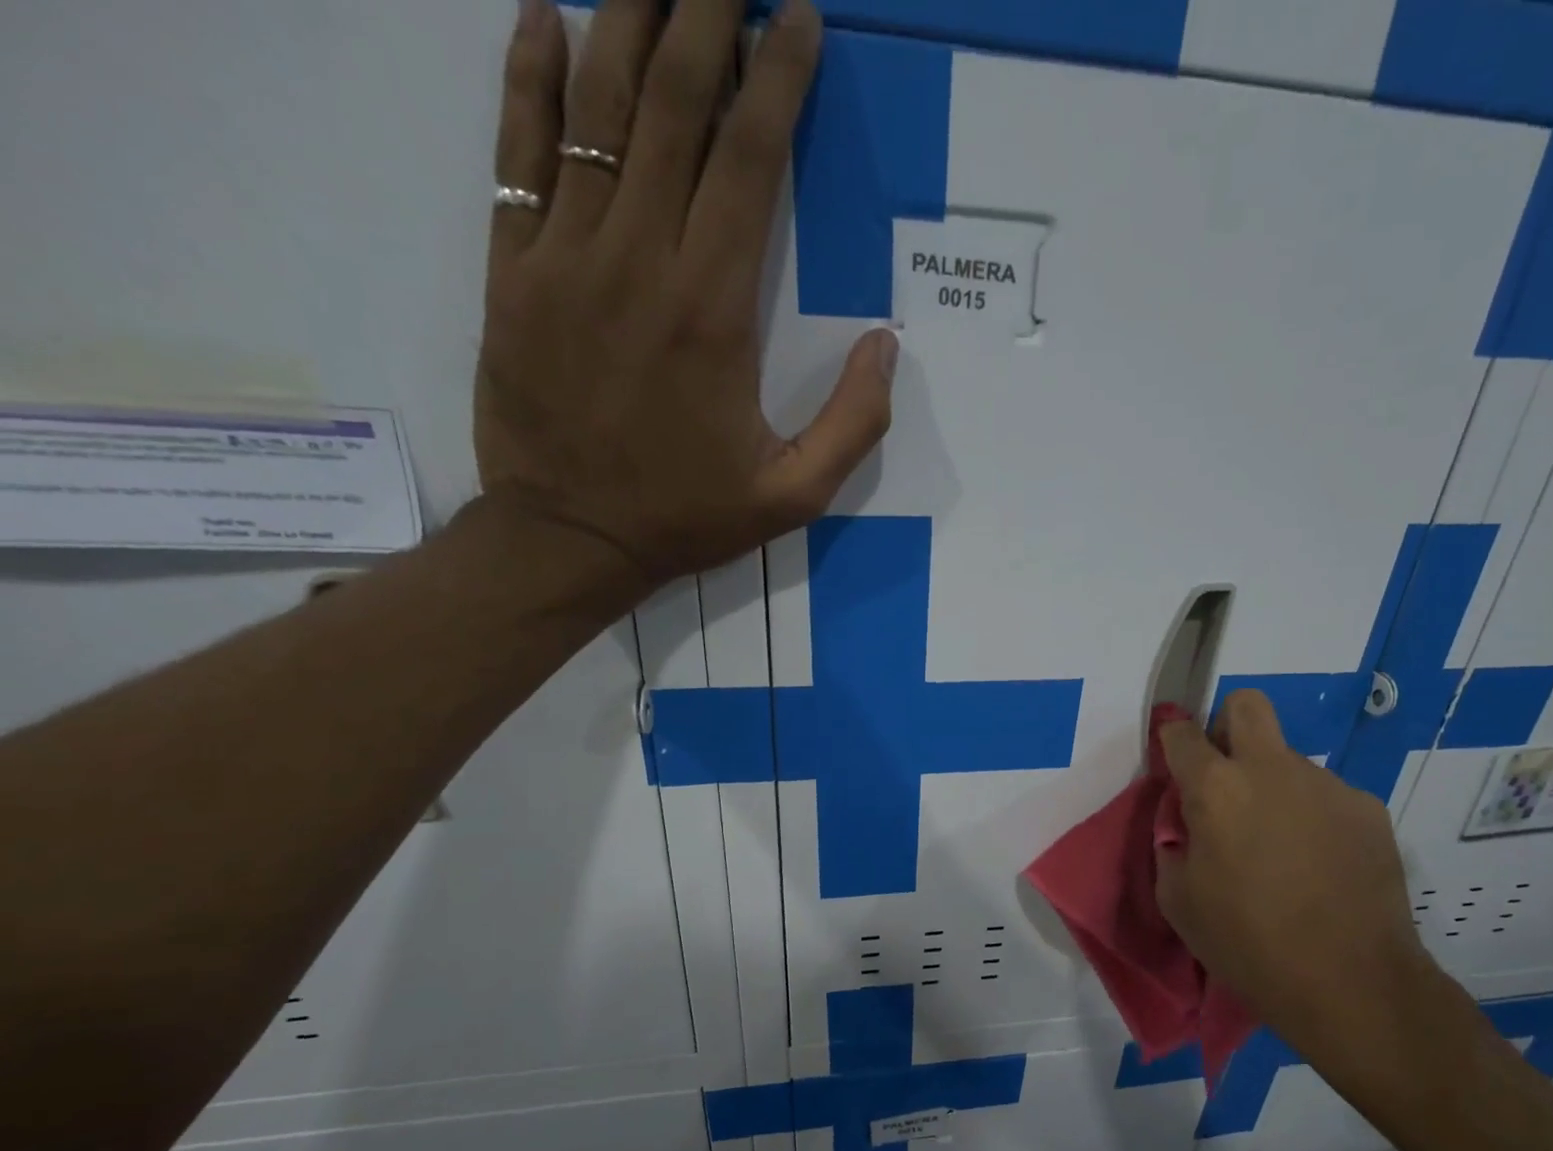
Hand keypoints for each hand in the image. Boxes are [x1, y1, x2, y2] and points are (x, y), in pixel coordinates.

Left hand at [473, 0, 895, 602]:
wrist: (570, 539)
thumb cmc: (687, 517)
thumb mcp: (793, 496)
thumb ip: (852, 425)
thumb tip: (885, 344)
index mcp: (713, 314)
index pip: (749, 163)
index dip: (778, 79)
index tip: (798, 19)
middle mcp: (638, 262)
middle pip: (674, 108)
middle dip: (705, 15)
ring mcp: (564, 258)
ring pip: (595, 110)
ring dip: (628, 22)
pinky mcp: (510, 271)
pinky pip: (514, 152)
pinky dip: (529, 79)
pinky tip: (545, 19)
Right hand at [1155, 690, 1432, 1051]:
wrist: (1350, 982)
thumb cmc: (1247, 943)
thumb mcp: (1178, 899)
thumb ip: (1173, 844)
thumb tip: (1187, 823)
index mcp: (1217, 788)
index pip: (1182, 733)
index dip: (1171, 741)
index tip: (1173, 763)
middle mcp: (1272, 769)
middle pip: (1247, 706)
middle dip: (1226, 726)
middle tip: (1225, 777)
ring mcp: (1326, 784)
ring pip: (1288, 760)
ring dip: (1273, 786)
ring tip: (1282, 848)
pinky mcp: (1367, 808)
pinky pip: (1325, 796)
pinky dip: (1312, 816)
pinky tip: (1320, 864)